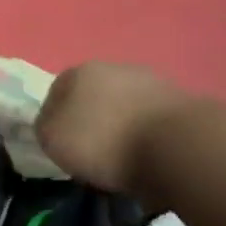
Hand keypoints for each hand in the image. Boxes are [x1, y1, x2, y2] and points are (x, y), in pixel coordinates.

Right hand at [36, 61, 193, 195]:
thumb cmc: (103, 141)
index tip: (62, 146)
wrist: (177, 146)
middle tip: (92, 152)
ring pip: (124, 106)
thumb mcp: (52, 140)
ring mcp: (151, 81)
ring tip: (123, 158)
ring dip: (121, 126)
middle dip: (91, 120)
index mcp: (78, 72)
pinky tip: (149, 155)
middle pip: (92, 96)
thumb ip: (44, 127)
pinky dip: (147, 135)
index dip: (55, 120)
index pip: (55, 92)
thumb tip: (52, 123)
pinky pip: (152, 119)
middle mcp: (114, 67)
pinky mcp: (182, 101)